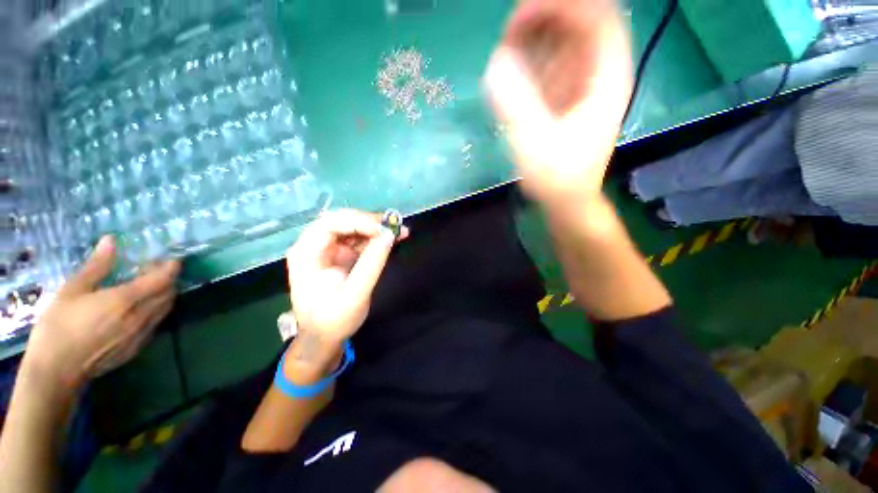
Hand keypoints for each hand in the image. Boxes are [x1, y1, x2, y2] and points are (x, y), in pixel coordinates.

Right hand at [23, 236, 178, 390]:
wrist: (56, 372)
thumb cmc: (59, 326)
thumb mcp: (72, 290)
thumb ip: (96, 265)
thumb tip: (112, 241)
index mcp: (126, 300)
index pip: (163, 280)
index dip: (171, 267)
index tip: (170, 257)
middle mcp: (141, 317)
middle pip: (169, 293)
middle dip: (169, 279)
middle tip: (155, 269)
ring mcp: (142, 334)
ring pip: (165, 308)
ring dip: (165, 294)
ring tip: (149, 285)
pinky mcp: (137, 347)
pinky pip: (157, 323)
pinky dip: (157, 310)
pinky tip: (141, 307)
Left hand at [286, 210, 405, 358]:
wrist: (324, 337)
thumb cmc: (334, 320)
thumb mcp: (355, 294)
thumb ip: (372, 263)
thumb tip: (389, 235)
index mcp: (307, 253)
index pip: (330, 224)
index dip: (359, 222)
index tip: (384, 230)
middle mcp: (314, 245)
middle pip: (342, 221)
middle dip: (370, 222)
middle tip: (394, 227)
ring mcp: (328, 249)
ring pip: (353, 227)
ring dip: (376, 228)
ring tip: (399, 231)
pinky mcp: (340, 254)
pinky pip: (359, 239)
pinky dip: (376, 237)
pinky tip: (392, 239)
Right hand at [485, 0, 631, 207]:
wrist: (566, 200)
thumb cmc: (557, 176)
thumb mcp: (536, 142)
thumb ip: (517, 103)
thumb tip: (497, 62)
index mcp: (606, 77)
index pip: (596, 16)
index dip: (560, 7)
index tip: (520, 18)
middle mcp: (599, 73)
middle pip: (579, 23)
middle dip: (544, 20)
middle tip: (509, 35)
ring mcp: (584, 85)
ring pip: (565, 43)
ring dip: (536, 41)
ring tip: (506, 55)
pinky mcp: (568, 98)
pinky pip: (553, 67)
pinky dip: (533, 63)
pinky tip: (514, 75)